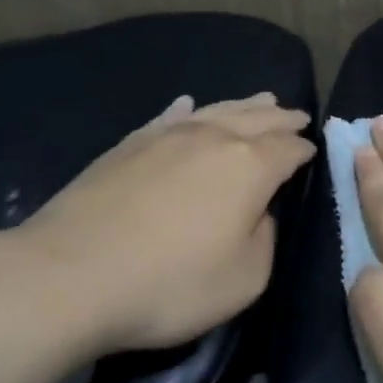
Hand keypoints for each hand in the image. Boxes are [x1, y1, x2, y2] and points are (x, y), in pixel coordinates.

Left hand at [3, 92, 314, 353]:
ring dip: (245, 105)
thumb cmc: (170, 283)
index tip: (313, 151)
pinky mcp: (128, 145)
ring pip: (218, 110)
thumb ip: (266, 238)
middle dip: (281, 118)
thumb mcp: (246, 278)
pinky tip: (189, 105)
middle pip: (258, 119)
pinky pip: (168, 117)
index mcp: (251, 166)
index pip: (290, 149)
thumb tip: (260, 213)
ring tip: (262, 99)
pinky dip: (186, 110)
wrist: (69, 276)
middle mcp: (215, 138)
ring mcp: (168, 136)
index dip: (305, 150)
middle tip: (297, 116)